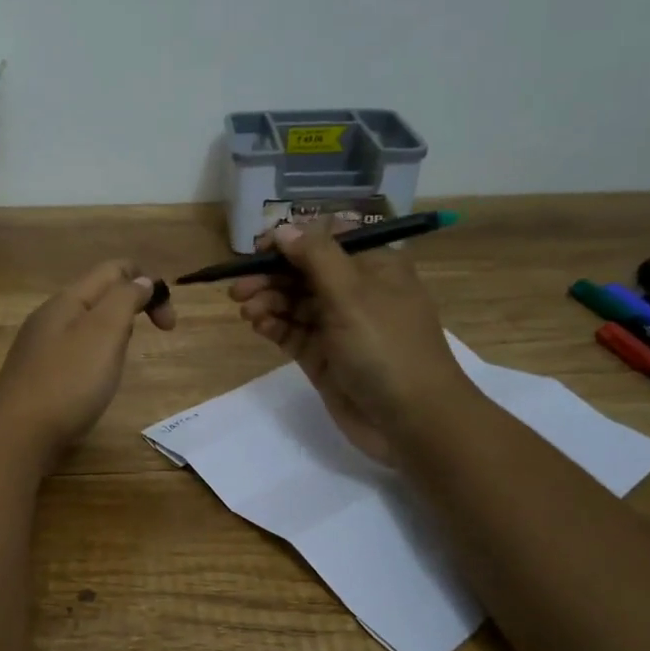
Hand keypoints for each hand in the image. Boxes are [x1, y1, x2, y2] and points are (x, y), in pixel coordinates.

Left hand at [0, 260, 174, 466]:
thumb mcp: (104, 332)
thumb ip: (125, 299)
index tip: (168, 322)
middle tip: (151, 337)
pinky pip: (75, 350)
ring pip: (87, 323)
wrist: (18, 434)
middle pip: (100, 294)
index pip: (114, 269)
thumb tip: (141, 280)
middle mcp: (51, 316)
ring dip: (115, 331)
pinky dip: (96, 354)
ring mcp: (40, 346)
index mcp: (68, 299)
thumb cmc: (68, 381)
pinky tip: (96, 380)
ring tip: (123, 359)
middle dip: (133, 306)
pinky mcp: (38, 374)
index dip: (147, 283)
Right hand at [229, 222, 468, 462]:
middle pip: (304, 272)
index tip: (259, 249)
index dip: (291, 241)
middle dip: (271, 276)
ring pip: (294, 303)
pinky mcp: (324, 357)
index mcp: (374, 266)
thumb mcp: (353, 293)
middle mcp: (356, 292)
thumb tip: (284, 230)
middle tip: (238, 289)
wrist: (411, 421)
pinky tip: (259, 326)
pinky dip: (274, 326)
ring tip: (247, 312)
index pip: (326, 240)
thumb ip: (315, 256)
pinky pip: (293, 333)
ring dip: (268, 301)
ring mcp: (339, 327)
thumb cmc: (386, 347)